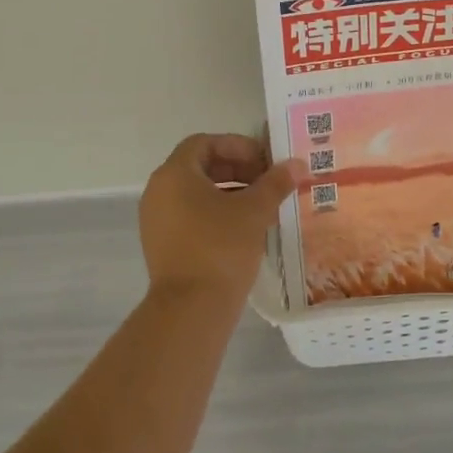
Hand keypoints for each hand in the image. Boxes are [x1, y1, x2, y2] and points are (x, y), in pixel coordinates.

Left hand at [138, 134, 305, 299]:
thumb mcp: (254, 211)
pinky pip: (189, 216)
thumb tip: (296, 164)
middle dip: (237, 170)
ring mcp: (156, 220)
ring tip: (262, 206)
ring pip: (195, 193)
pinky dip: (215, 213)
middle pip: (200, 167)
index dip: (237, 146)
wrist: (191, 310)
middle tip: (268, 182)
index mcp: (174, 174)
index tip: (265, 161)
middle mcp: (158, 191)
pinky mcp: (161, 245)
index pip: (205, 143)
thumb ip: (275, 182)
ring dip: (229, 192)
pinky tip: (243, 229)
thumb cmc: (221, 248)